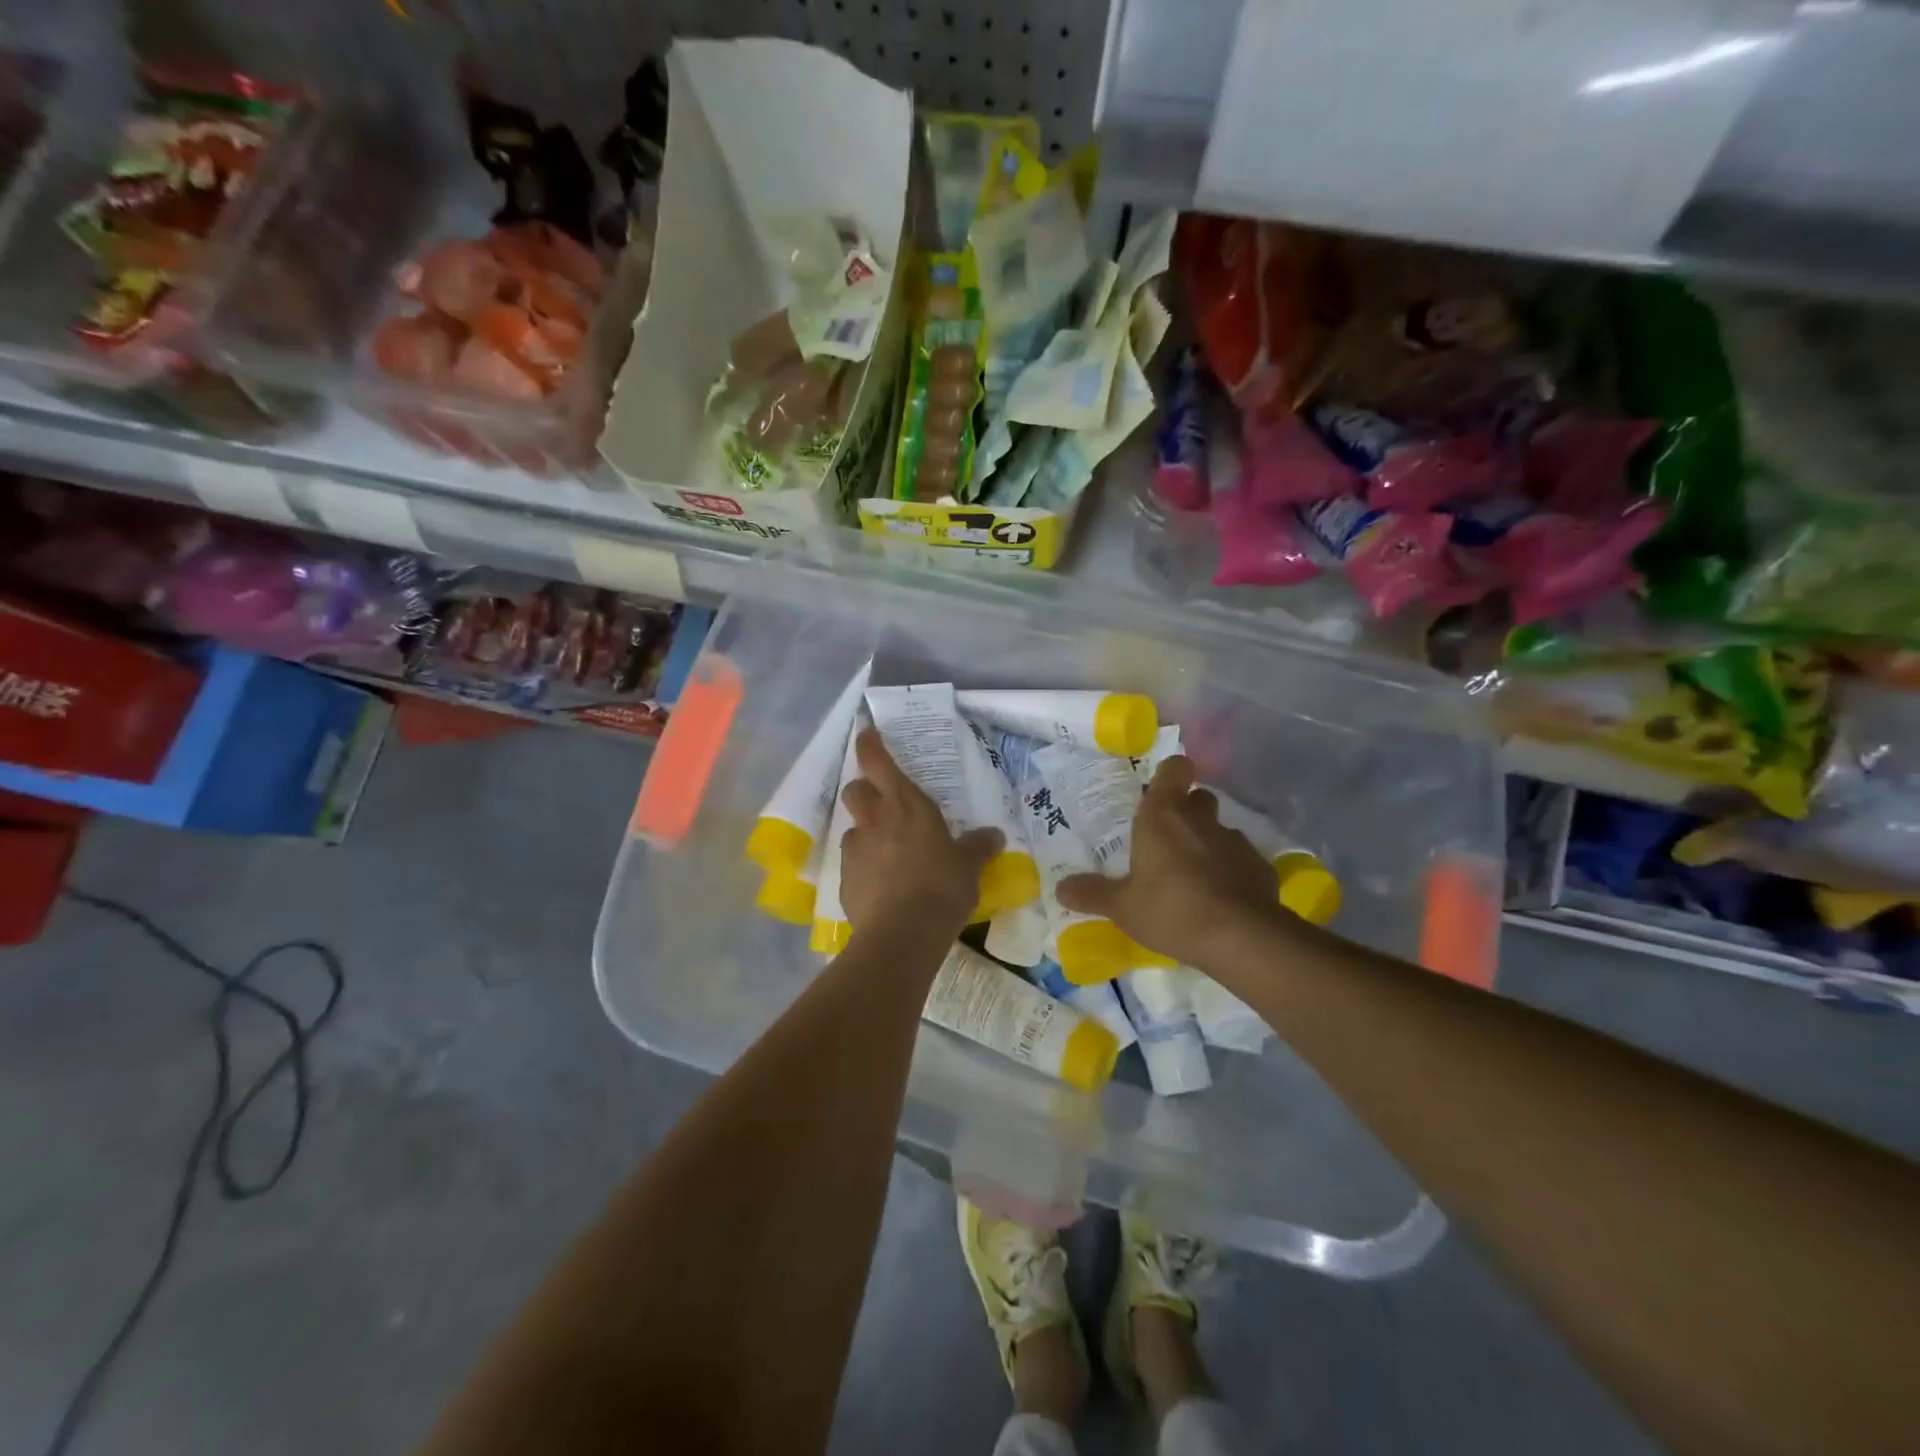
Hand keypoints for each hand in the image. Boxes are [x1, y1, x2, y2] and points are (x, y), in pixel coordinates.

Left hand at [839, 728, 1003, 936]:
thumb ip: (978, 846)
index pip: (878, 762)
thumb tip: (994, 835)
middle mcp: (875, 820)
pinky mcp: (845, 879)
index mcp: (906, 805)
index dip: (870, 746)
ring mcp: (856, 849)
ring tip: (886, 853)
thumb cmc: (942, 887)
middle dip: (863, 791)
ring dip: (865, 832)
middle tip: (882, 803)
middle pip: (855, 790)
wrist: (903, 934)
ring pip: (853, 828)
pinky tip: (881, 885)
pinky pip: (852, 862)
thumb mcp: (969, 866)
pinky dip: (864, 867)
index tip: (867, 736)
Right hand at [1057, 753, 1280, 967]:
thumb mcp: (1122, 907)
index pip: (1174, 769)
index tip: (1160, 791)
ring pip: (1219, 831)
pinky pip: (1241, 861)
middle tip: (1168, 841)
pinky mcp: (1261, 867)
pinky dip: (1232, 872)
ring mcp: (1235, 841)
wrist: (1241, 938)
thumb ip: (1091, 893)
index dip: (1170, 774)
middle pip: (1198, 798)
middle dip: (1186, 812)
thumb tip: (1061, 888)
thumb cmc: (1170, 909)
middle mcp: (1201, 819)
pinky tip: (1222, 900)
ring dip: (1208, 845)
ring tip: (1194, 877)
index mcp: (1163, 816)